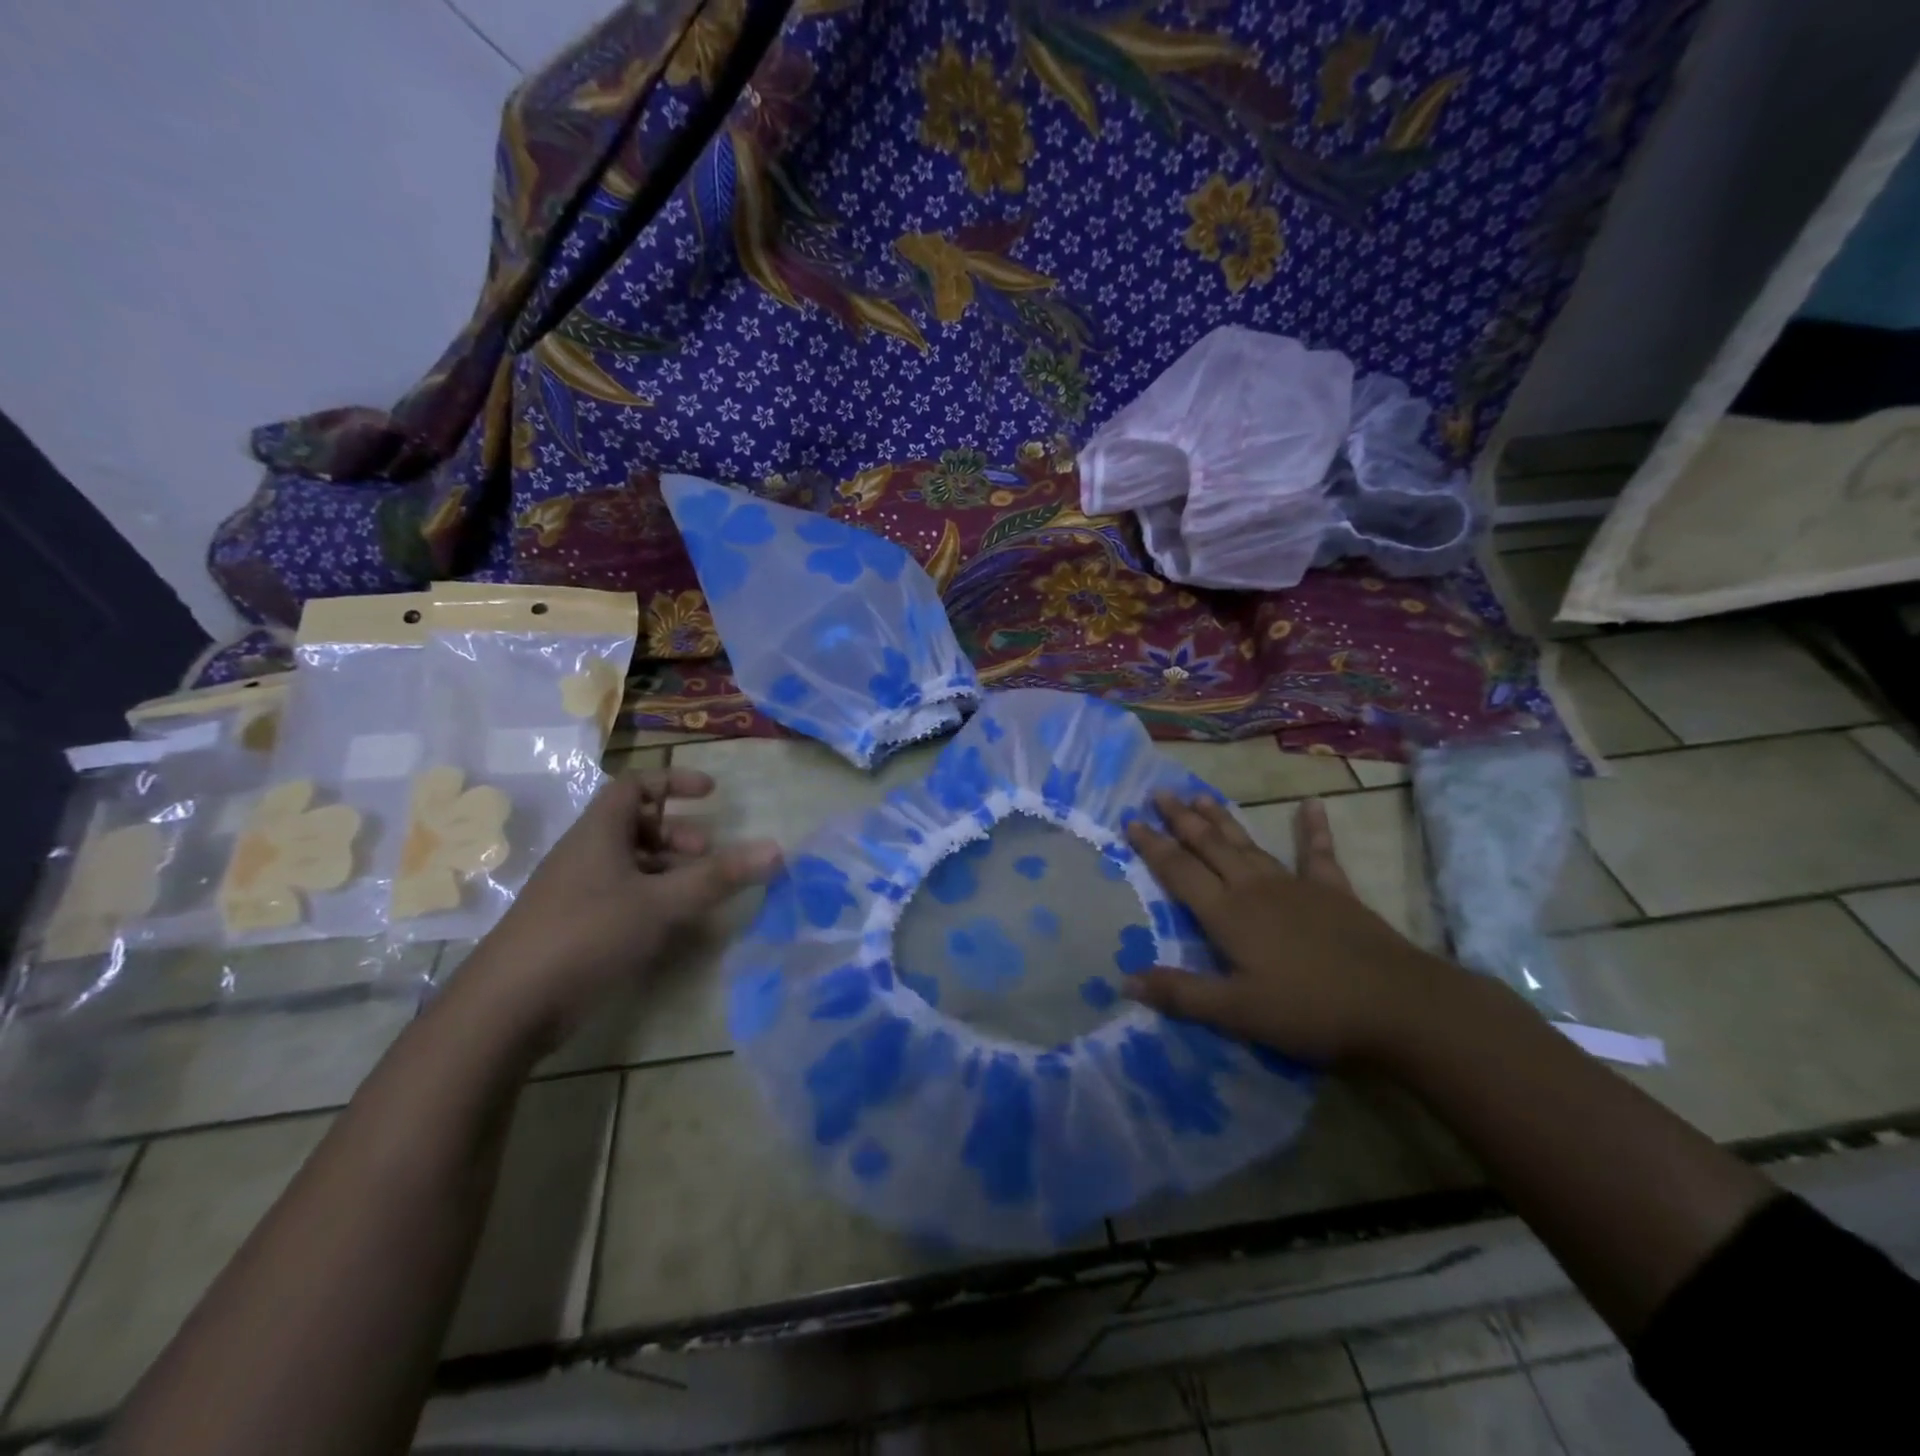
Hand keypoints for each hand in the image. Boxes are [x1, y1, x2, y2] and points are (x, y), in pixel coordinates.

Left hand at [457, 767, 780, 1052]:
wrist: (507, 1007)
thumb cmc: (588, 934)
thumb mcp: (662, 902)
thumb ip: (719, 876)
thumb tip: (777, 848)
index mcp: (599, 832)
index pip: (636, 785)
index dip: (674, 782)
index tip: (712, 794)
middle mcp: (584, 853)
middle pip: (634, 824)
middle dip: (677, 832)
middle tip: (707, 854)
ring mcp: (575, 891)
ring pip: (628, 862)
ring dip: (666, 868)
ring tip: (696, 892)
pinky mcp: (572, 926)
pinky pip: (618, 895)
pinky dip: (649, 898)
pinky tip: (669, 926)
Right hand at [1123, 793, 1450, 1065]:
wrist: (1396, 1004)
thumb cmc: (1309, 1010)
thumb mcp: (1237, 1012)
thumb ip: (1181, 994)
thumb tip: (1125, 980)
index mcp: (1227, 913)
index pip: (1179, 871)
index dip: (1152, 846)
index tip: (1130, 820)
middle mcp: (1254, 888)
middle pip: (1210, 846)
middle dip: (1181, 820)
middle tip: (1160, 793)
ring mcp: (1296, 885)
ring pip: (1249, 844)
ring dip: (1222, 820)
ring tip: (1200, 796)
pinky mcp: (1334, 891)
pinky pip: (1318, 853)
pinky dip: (1314, 828)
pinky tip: (1312, 804)